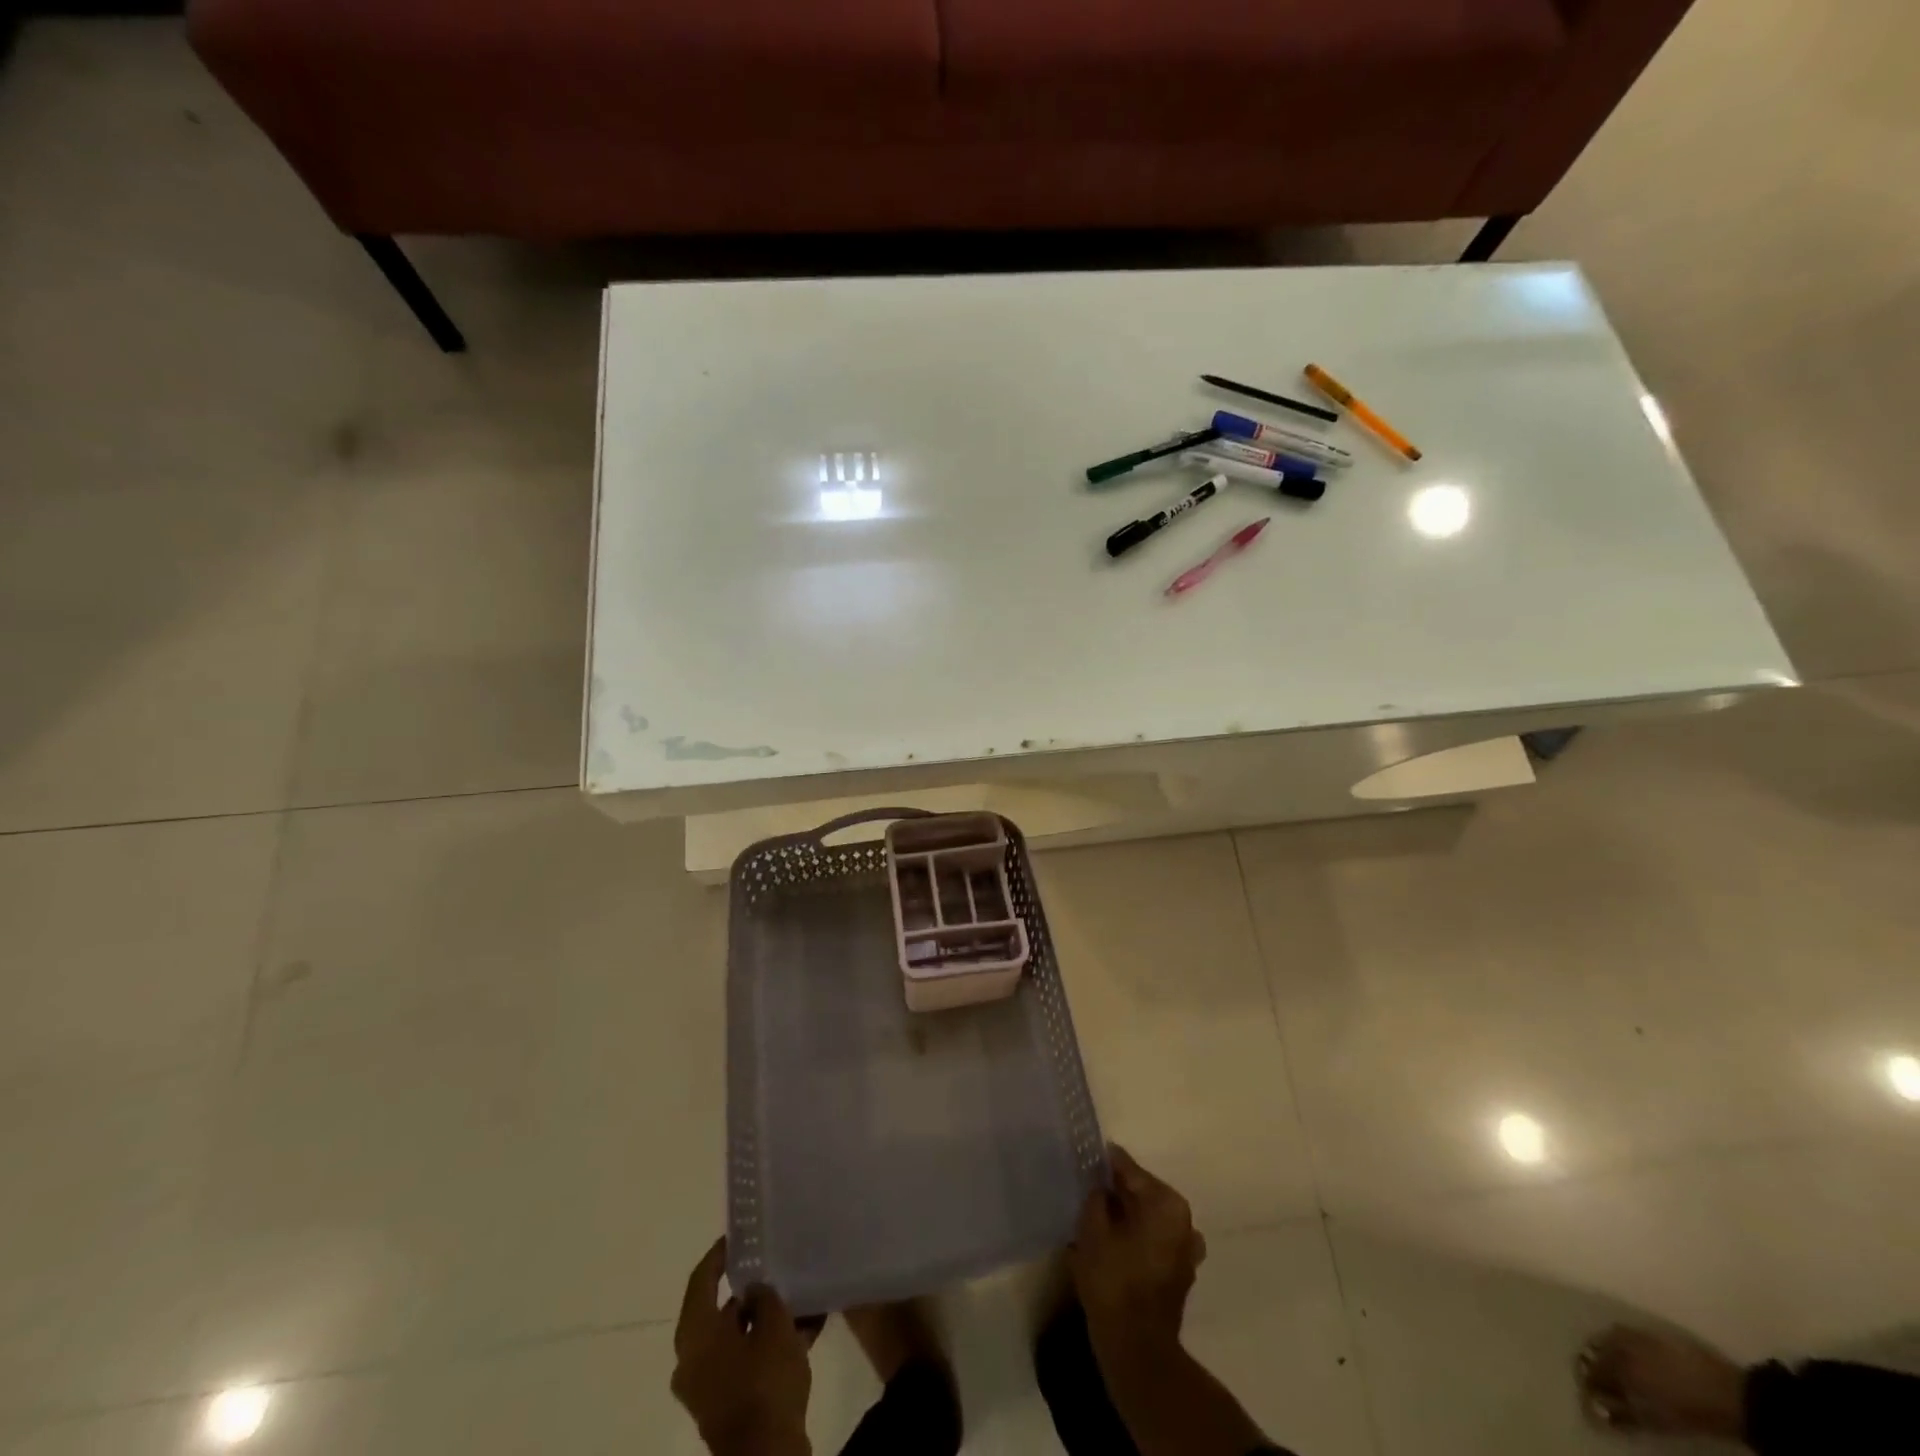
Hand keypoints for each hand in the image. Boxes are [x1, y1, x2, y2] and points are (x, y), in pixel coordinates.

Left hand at [671, 1238, 812, 1455]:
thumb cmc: (764, 1384)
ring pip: (736, 1339)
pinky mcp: (728, 1408)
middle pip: (718, 1313)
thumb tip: (754, 1290)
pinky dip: (768, 1346)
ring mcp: (709, 1388)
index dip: (718, 1255)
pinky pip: (746, 1363)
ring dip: (762, 1320)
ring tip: (796, 1295)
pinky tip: (806, 1330)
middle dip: (747, 1290)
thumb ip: (765, 1298)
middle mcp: (693, 1361)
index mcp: (695, 1336)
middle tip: (772, 1265)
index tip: (737, 1237)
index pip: (700, 1280)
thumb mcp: (774, 1327)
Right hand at [1068, 1144, 1206, 1355]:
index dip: (1106, 1163)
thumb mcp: (1093, 1228)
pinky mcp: (1180, 1272)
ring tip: (1097, 1214)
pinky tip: (1113, 1241)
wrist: (1136, 1348)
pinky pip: (1153, 1240)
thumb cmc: (1114, 1281)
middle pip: (1143, 1193)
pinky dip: (1136, 1236)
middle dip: (1117, 1190)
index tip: (1087, 1155)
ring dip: (1126, 1214)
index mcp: (1167, 1203)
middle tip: (1088, 1185)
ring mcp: (1186, 1248)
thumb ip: (1096, 1197)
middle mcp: (1183, 1220)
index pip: (1130, 1170)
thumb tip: (1101, 1187)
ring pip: (1149, 1217)